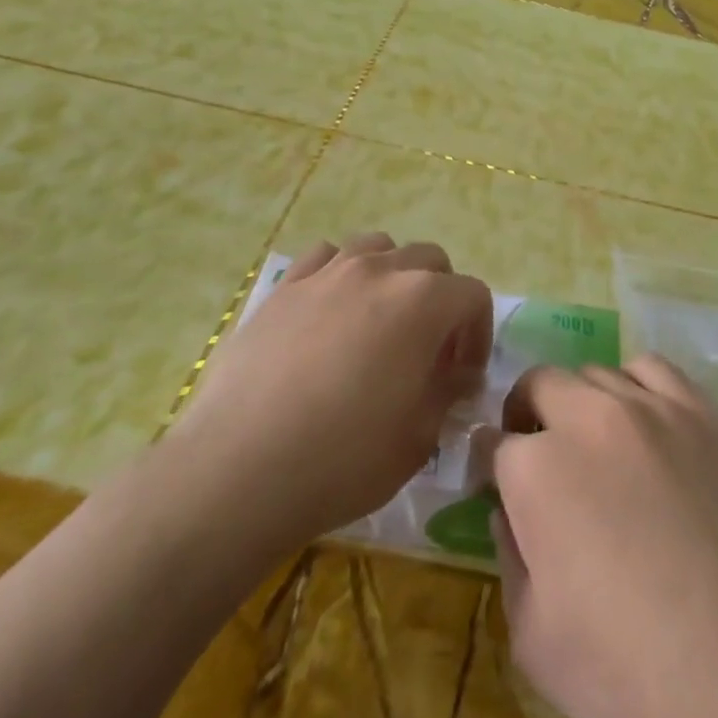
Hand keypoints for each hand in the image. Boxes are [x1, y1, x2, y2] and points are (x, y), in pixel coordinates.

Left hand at [171, 234, 492, 547]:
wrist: (240, 469)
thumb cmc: (344, 458)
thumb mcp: (419, 437)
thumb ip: (446, 392)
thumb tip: (455, 374)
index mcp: (423, 301)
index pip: (473, 295)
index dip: (478, 334)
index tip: (463, 376)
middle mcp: (380, 270)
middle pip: (430, 260)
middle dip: (441, 299)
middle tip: (427, 349)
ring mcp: (327, 272)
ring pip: (378, 247)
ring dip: (392, 276)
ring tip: (379, 321)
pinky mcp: (284, 286)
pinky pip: (325, 257)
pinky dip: (340, 273)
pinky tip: (330, 312)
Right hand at [492, 356, 717, 717]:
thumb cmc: (630, 671)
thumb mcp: (533, 638)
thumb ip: (509, 558)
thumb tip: (508, 510)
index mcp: (536, 469)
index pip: (493, 443)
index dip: (490, 466)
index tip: (498, 486)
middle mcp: (587, 418)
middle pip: (540, 385)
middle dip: (528, 417)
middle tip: (541, 459)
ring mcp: (651, 408)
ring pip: (595, 374)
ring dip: (581, 401)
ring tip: (596, 443)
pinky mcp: (702, 412)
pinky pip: (654, 370)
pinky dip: (636, 386)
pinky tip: (646, 424)